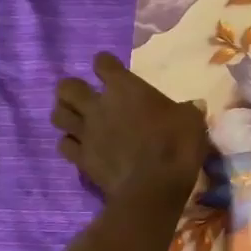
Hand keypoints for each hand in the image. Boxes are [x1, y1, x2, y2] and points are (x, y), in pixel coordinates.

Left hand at [51, 54, 208, 204]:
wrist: (153, 188)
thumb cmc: (176, 146)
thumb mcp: (192, 121)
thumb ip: (187, 109)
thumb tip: (193, 106)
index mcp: (125, 88)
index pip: (103, 63)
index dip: (106, 64)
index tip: (112, 70)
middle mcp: (98, 105)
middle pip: (67, 87)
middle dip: (73, 89)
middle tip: (86, 96)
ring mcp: (86, 132)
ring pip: (58, 114)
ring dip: (65, 113)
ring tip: (77, 119)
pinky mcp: (80, 158)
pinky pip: (64, 144)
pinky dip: (70, 142)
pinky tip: (81, 145)